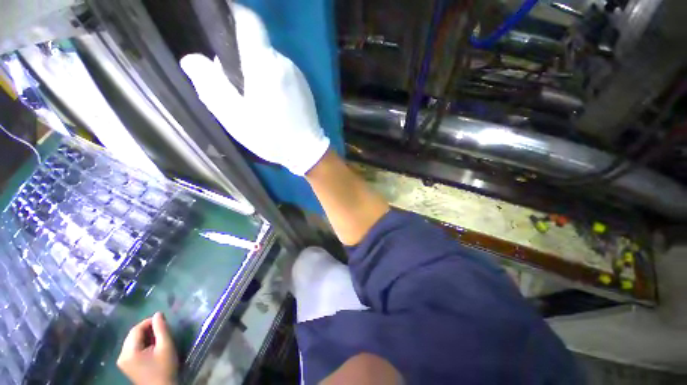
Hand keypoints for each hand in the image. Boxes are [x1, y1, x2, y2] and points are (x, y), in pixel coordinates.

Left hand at [117, 313, 177, 384]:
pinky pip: (133, 348)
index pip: (136, 329)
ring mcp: (122, 361)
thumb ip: (161, 329)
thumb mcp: (166, 346)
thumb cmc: (164, 367)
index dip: (149, 322)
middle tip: (162, 327)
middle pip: (133, 335)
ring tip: (159, 337)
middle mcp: (121, 355)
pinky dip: (142, 344)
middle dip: (147, 329)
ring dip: (145, 336)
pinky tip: (152, 346)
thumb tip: (158, 313)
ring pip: (133, 341)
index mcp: (128, 352)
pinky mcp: (126, 365)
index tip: (163, 320)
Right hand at [180, 4, 329, 175]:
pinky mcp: (304, 85)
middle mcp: (284, 62)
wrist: (307, 151)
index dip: (233, 12)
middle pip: (255, 44)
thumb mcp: (235, 117)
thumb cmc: (272, 137)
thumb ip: (211, 85)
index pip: (249, 21)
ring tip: (253, 99)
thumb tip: (191, 60)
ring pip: (268, 60)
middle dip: (239, 55)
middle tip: (232, 83)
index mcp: (264, 65)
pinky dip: (270, 79)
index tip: (220, 22)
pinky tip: (270, 102)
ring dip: (255, 70)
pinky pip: (281, 72)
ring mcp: (297, 74)